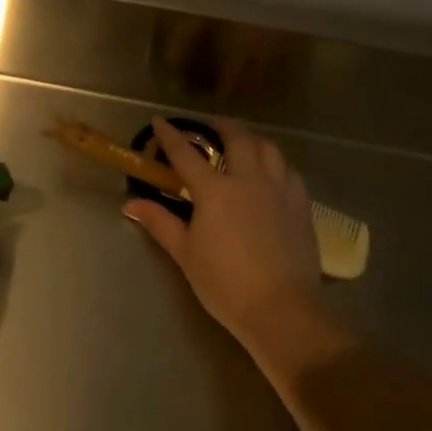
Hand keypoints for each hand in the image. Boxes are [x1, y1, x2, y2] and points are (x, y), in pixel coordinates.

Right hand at [125, 118, 319, 345]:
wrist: (281, 309)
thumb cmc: (225, 283)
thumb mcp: (185, 253)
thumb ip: (159, 222)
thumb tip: (130, 204)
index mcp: (214, 190)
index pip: (185, 154)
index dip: (170, 136)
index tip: (160, 121)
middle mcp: (248, 179)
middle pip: (237, 138)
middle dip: (222, 127)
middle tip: (211, 128)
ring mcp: (279, 189)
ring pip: (268, 148)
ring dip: (252, 139)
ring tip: (244, 144)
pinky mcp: (301, 204)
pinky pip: (289, 171)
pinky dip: (276, 163)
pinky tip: (272, 173)